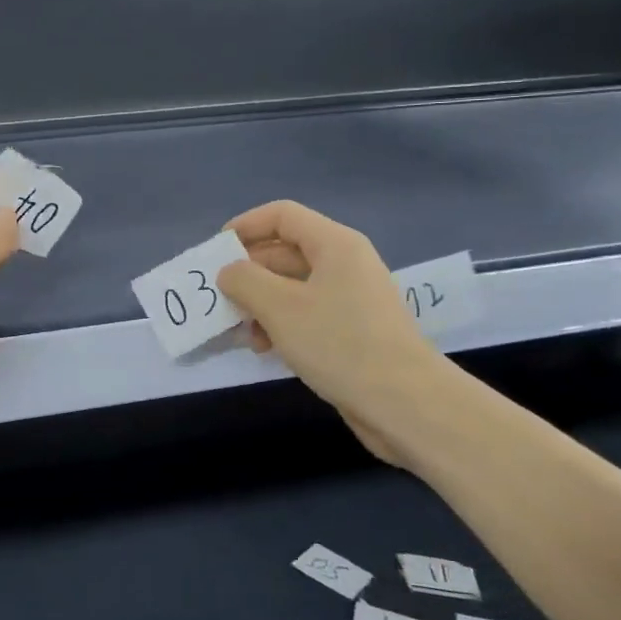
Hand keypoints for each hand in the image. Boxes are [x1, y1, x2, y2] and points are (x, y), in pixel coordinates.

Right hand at [216, 201, 452, 463]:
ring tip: (240, 331)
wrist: (405, 403)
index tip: (215, 252)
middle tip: (218, 298)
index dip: (245, 226)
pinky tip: (264, 349)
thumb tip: (229, 272)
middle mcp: (344, 264)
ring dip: (260, 304)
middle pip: (284, 252)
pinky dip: (280, 324)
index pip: (282, 215)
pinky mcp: (350, 331)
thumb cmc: (339, 343)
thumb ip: (244, 280)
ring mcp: (349, 299)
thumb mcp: (280, 307)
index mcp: (334, 244)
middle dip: (248, 273)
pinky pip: (305, 314)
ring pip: (291, 287)